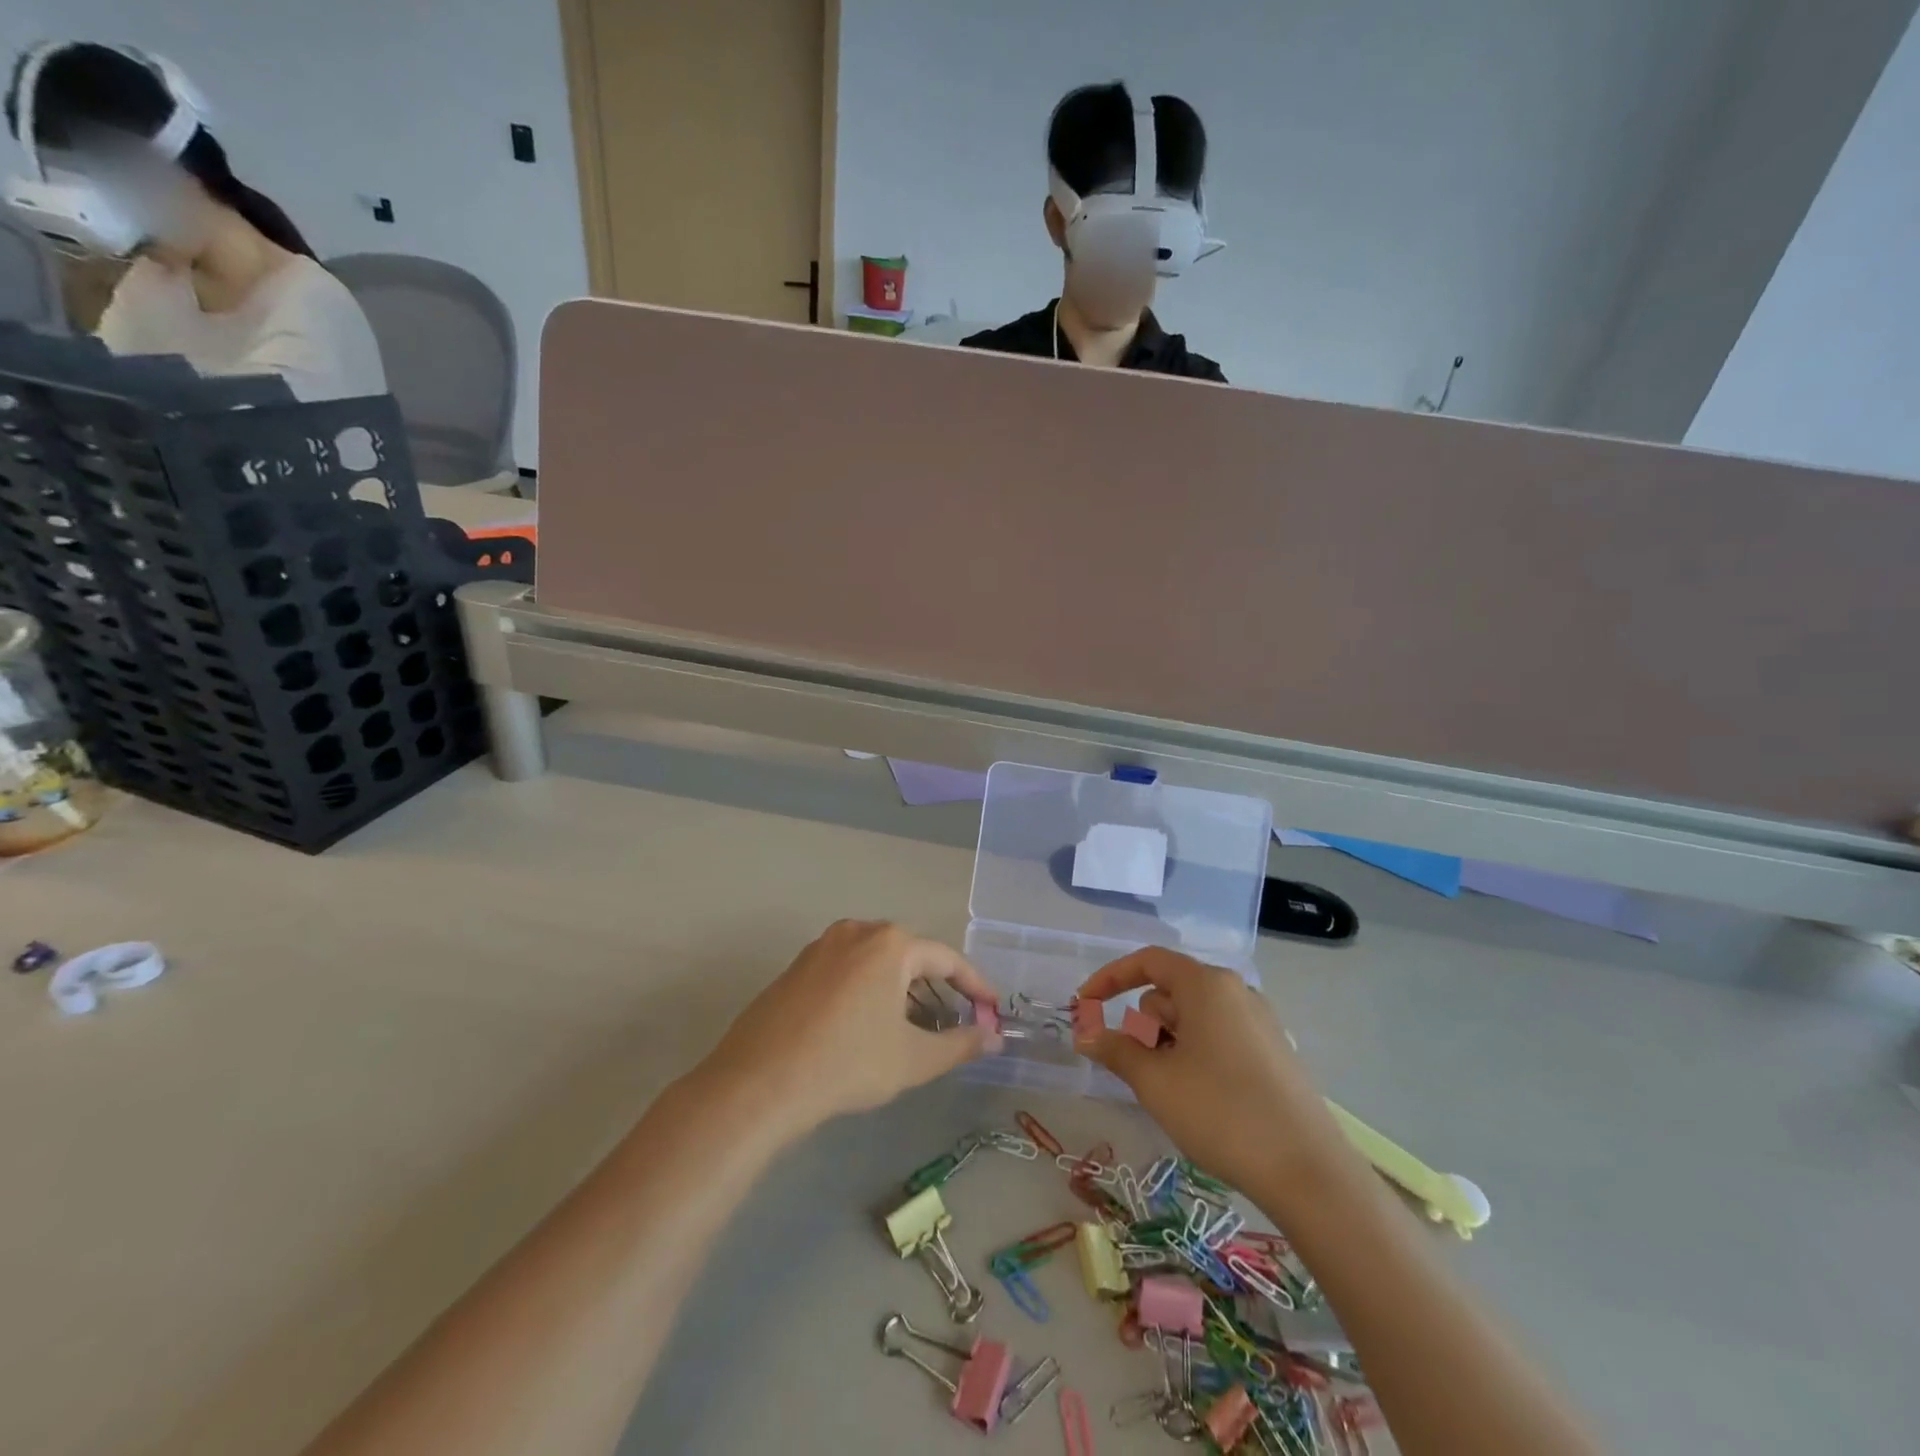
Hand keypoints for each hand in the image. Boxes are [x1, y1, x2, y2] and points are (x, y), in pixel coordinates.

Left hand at [702, 921, 1000, 1139]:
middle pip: (911, 956)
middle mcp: (856, 932)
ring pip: (877, 962)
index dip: (975, 986)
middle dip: (937, 988)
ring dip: (902, 990)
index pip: (947, 959)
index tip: (993, 1011)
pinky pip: (847, 971)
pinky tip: (868, 1026)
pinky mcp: (796, 967)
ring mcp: (821, 947)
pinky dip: (869, 991)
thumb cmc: (848, 1064)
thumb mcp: (913, 1058)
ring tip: (914, 1028)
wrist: (759, 1083)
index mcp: (890, 943)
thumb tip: (993, 1037)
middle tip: (955, 1022)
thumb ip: (960, 1044)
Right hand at [1073, 947, 1345, 1202]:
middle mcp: (1235, 991)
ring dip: (1169, 1046)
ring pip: (1193, 1019)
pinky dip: (1196, 1056)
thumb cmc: (1221, 1113)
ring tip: (1174, 1094)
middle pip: (1169, 993)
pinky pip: (1219, 1037)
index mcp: (1207, 985)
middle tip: (1144, 1072)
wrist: (1308, 1173)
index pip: (1148, 962)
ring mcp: (1259, 1021)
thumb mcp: (1155, 1081)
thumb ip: (1115, 1050)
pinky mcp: (1274, 1052)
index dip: (1110, 978)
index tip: (1084, 1005)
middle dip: (1145, 1026)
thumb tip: (1084, 1034)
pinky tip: (1203, 1100)